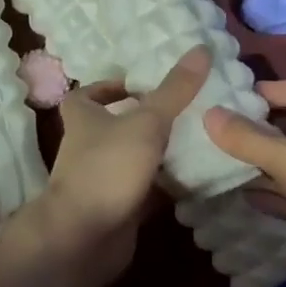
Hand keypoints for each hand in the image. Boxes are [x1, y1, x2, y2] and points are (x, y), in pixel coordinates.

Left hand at [13, 47, 210, 286]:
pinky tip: (195, 179)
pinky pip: (145, 191)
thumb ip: (174, 90)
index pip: (86, 95)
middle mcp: (88, 147)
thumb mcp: (146, 122)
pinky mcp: (118, 209)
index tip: (140, 85)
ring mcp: (102, 180)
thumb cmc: (108, 168)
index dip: (107, 87)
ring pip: (133, 159)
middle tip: (183, 109)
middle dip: (144, 120)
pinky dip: (165, 187)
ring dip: (158, 153)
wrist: (84, 238)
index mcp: (84, 119)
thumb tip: (202, 48)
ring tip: (197, 139)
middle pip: (114, 127)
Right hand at [205, 80, 285, 286]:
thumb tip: (209, 113)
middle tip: (213, 134)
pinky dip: (269, 194)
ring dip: (258, 164)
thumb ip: (249, 138)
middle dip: (254, 129)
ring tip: (217, 164)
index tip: (229, 99)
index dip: (265, 91)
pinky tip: (242, 197)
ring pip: (285, 162)